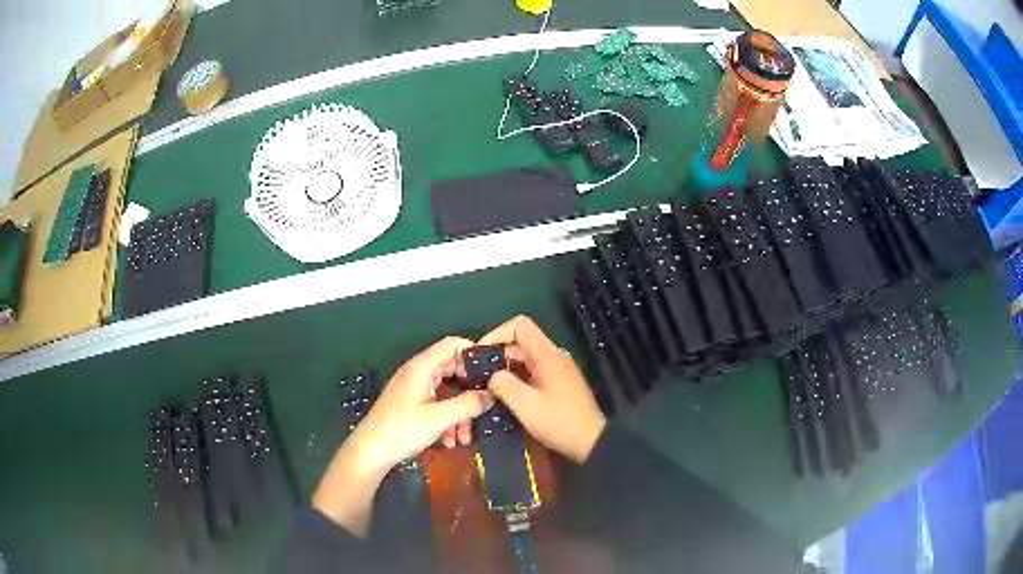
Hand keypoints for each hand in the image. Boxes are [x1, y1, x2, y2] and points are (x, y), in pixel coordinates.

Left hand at [313, 336, 493, 536]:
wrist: (371, 452)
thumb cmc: (402, 430)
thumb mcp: (439, 418)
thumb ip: (468, 404)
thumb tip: (491, 395)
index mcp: (422, 367)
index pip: (453, 345)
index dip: (473, 354)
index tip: (492, 373)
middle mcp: (418, 373)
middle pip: (453, 371)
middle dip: (469, 392)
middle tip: (485, 408)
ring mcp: (414, 389)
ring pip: (447, 392)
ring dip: (460, 413)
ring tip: (465, 438)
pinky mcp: (412, 405)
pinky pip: (437, 405)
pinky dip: (447, 420)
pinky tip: (450, 441)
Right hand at [479, 315, 606, 463]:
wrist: (591, 441)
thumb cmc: (559, 422)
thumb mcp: (526, 406)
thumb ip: (505, 386)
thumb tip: (492, 376)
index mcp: (547, 355)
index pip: (520, 325)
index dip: (497, 333)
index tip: (480, 352)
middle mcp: (554, 355)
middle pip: (521, 342)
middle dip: (497, 354)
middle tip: (477, 374)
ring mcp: (559, 368)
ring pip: (526, 358)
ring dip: (506, 368)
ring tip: (488, 386)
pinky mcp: (560, 382)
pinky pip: (534, 370)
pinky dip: (518, 377)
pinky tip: (507, 395)